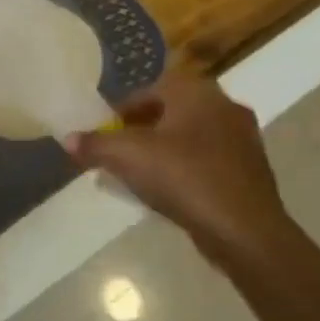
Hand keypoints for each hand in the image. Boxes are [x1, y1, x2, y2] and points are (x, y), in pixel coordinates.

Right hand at [65, 66, 299, 275]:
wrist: (245, 231)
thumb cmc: (184, 178)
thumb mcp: (127, 157)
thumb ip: (94, 144)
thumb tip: (67, 139)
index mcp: (195, 92)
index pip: (150, 89)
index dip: (123, 111)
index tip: (107, 133)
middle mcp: (224, 106)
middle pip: (171, 111)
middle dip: (143, 130)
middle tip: (121, 153)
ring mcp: (243, 138)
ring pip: (191, 136)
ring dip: (165, 150)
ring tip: (142, 175)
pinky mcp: (252, 170)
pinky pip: (209, 160)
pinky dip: (187, 170)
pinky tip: (171, 193)